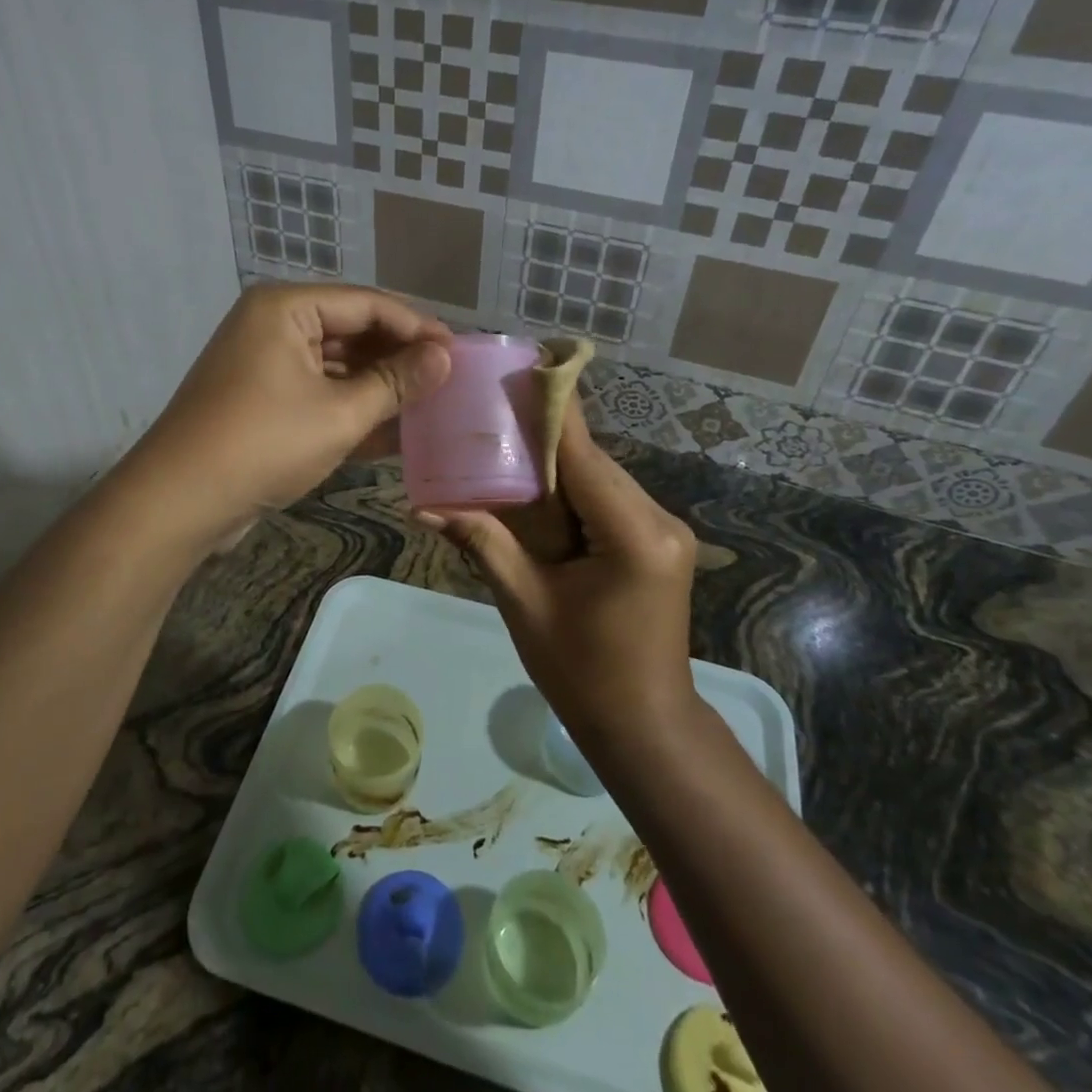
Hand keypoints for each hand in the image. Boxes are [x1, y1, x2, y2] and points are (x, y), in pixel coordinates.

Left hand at [121, 284, 450, 546]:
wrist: (179, 502)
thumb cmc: (264, 443)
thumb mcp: (340, 413)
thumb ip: (397, 382)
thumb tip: (446, 357)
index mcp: (287, 308)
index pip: (368, 304)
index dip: (417, 328)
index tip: (458, 353)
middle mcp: (274, 325)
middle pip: (352, 331)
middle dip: (399, 359)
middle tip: (448, 381)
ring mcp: (265, 364)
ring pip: (337, 366)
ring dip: (379, 387)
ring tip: (429, 406)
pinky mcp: (262, 400)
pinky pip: (318, 392)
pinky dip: (351, 409)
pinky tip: (393, 431)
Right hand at [420, 402, 697, 740]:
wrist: (646, 726)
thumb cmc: (583, 674)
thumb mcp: (526, 605)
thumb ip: (484, 544)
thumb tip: (425, 507)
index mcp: (633, 535)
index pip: (584, 455)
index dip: (551, 410)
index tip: (524, 365)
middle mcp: (660, 520)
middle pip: (593, 462)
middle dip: (544, 442)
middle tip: (492, 418)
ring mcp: (665, 530)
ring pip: (601, 478)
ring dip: (557, 469)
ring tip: (504, 452)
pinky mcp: (659, 541)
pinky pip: (609, 500)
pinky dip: (574, 493)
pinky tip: (538, 495)